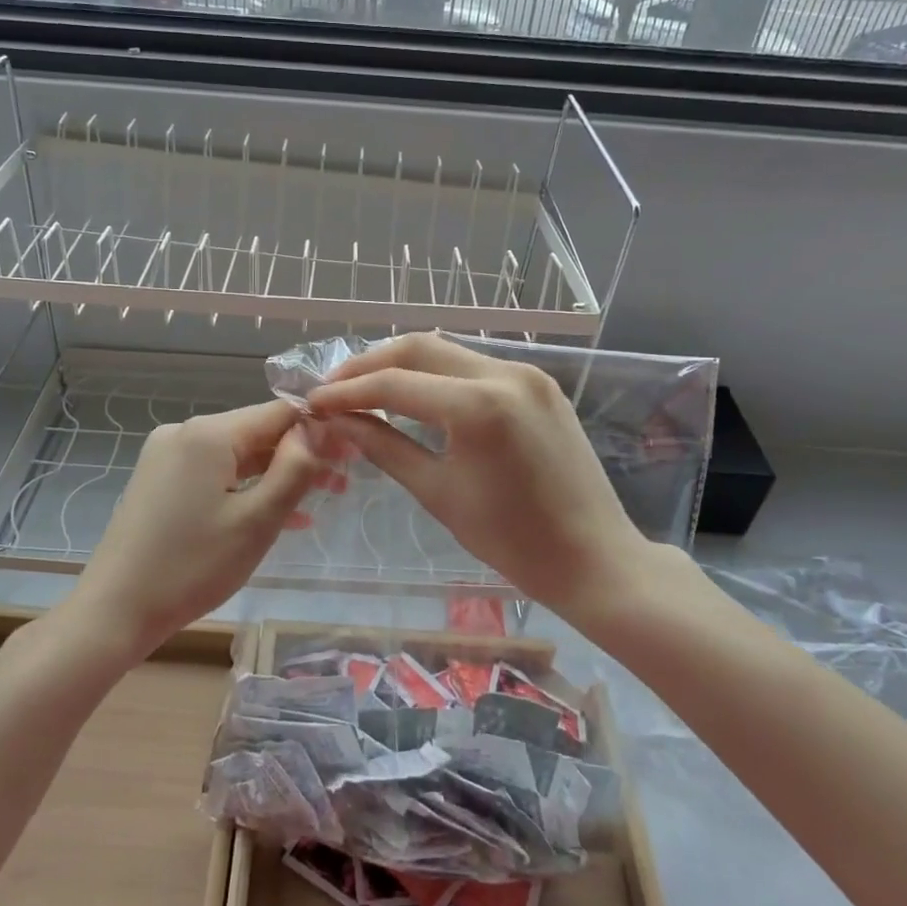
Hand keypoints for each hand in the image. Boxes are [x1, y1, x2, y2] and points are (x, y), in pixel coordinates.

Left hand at [66, 401, 334, 662]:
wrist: (115, 610)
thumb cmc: (192, 566)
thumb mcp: (257, 521)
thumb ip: (295, 469)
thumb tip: (318, 430)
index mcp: (208, 433)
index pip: (278, 413)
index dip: (319, 429)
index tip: (352, 453)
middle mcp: (184, 432)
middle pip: (256, 432)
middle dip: (300, 455)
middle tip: (342, 482)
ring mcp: (166, 455)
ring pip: (236, 455)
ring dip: (275, 474)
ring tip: (318, 500)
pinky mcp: (158, 480)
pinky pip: (214, 473)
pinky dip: (245, 487)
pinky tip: (274, 513)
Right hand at [309, 333, 669, 625]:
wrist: (593, 557)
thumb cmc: (512, 540)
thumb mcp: (438, 492)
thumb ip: (383, 447)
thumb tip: (336, 421)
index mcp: (479, 406)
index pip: (394, 384)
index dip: (346, 391)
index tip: (313, 402)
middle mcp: (505, 373)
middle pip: (419, 348)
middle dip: (369, 364)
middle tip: (334, 389)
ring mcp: (528, 373)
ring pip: (448, 351)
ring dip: (402, 363)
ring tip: (365, 388)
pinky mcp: (540, 383)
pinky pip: (476, 365)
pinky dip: (438, 374)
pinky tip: (415, 393)